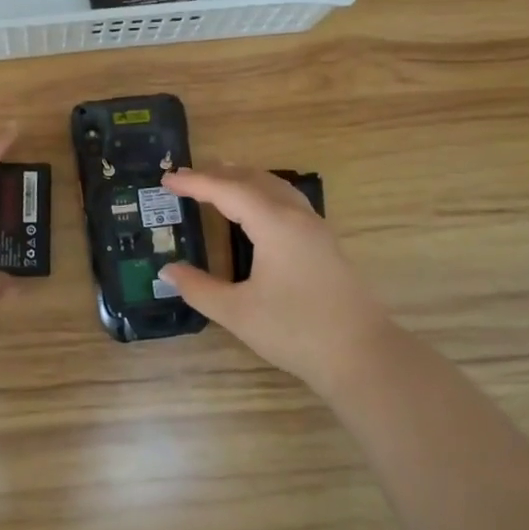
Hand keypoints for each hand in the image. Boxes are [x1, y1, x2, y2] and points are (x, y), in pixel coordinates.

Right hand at [159, 164, 396, 397]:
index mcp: (275, 224)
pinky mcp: (325, 243)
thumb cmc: (295, 331)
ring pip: (275, 187)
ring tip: (217, 182)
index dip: (195, 182)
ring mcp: (316, 228)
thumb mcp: (237, 312)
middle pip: (253, 180)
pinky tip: (255, 211)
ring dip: (243, 180)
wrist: (361, 355)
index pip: (228, 190)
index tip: (166, 180)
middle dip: (218, 174)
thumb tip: (168, 271)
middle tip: (185, 178)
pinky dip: (262, 194)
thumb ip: (199, 288)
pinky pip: (287, 201)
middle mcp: (297, 216)